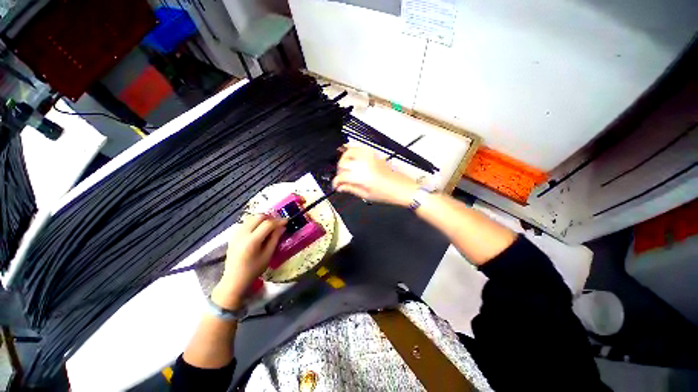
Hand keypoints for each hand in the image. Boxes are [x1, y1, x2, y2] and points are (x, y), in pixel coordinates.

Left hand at [212, 215, 285, 309]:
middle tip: (278, 223)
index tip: (286, 221)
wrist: (234, 280)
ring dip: (262, 219)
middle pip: (258, 217)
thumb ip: (275, 239)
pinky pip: (246, 223)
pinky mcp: (233, 235)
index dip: (279, 221)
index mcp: (252, 241)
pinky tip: (259, 230)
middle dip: (270, 218)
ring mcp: (236, 234)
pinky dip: (254, 223)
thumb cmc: (253, 270)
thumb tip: (282, 227)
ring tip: (270, 226)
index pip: (268, 224)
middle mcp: (243, 234)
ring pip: (251, 218)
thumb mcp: (268, 255)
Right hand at [332, 146, 418, 206]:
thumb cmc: (385, 195)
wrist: (402, 188)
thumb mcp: (366, 195)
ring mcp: (369, 157)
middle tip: (341, 178)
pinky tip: (353, 158)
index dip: (336, 182)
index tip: (336, 186)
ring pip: (350, 151)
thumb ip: (350, 189)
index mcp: (361, 177)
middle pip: (343, 162)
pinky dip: (354, 151)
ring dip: (344, 159)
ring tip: (346, 167)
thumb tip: (339, 187)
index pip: (342, 176)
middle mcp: (364, 164)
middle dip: (339, 171)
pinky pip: (360, 148)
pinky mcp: (374, 155)